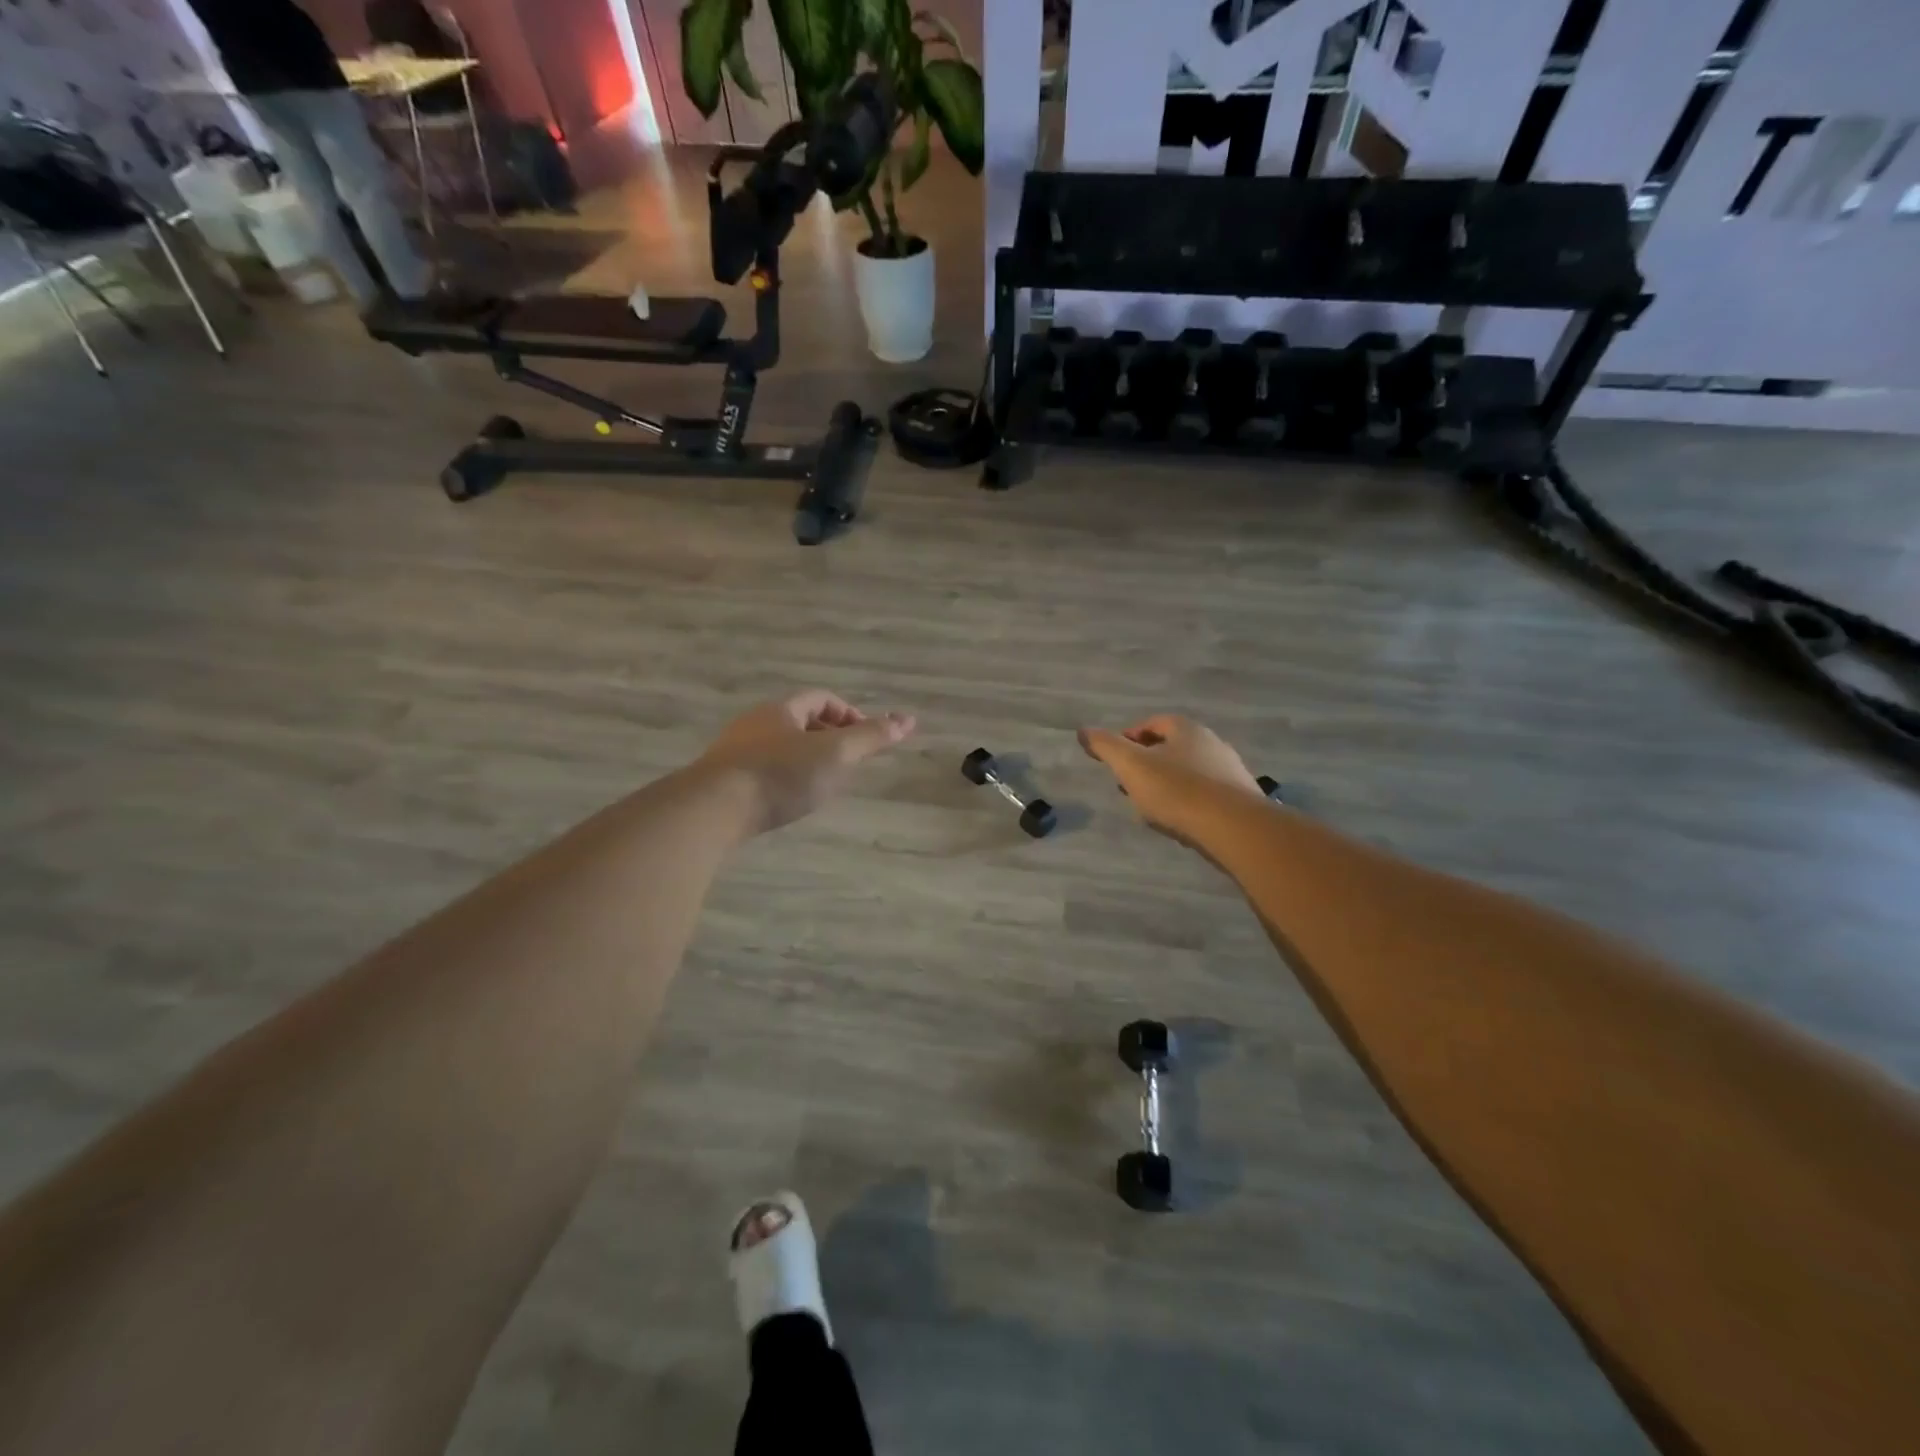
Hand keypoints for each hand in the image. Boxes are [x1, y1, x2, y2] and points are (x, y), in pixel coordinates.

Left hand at [696, 691, 916, 836]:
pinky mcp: (721, 780)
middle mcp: (755, 723)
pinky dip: (783, 779)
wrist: (713, 809)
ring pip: (779, 747)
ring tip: (823, 785)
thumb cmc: (780, 775)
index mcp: (782, 709)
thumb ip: (871, 738)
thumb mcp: (835, 754)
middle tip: (848, 764)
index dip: (848, 714)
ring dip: (805, 760)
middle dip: (828, 738)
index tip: (865, 740)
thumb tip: (909, 719)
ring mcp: (734, 751)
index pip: (821, 699)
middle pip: (799, 721)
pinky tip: (788, 802)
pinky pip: (761, 770)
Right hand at [1077, 715, 1263, 841]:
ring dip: (1168, 783)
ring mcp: (1229, 769)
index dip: (1129, 738)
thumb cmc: (1176, 790)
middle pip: (1171, 747)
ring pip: (1189, 770)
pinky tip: (1179, 819)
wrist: (1233, 827)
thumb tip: (1083, 731)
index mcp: (1185, 728)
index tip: (1115, 759)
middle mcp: (1211, 742)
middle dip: (1148, 762)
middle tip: (1129, 783)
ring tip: (1151, 805)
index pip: (1152, 724)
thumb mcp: (1131, 766)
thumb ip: (1106, 746)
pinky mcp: (1240, 797)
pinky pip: (1206, 793)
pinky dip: (1188, 800)